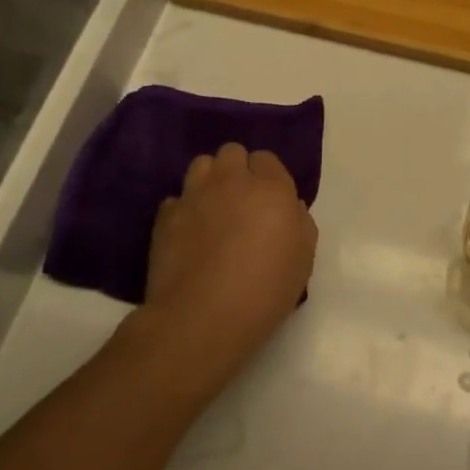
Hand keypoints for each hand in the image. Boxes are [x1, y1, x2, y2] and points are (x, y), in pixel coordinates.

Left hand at [135, 143, 317, 400]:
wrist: (203, 317)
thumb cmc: (266, 289)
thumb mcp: (304, 258)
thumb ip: (299, 222)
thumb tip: (289, 208)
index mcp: (271, 187)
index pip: (267, 159)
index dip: (269, 178)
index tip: (271, 203)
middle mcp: (231, 181)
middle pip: (232, 152)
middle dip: (238, 170)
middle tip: (243, 202)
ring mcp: (194, 196)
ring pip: (201, 165)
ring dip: (210, 180)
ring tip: (213, 209)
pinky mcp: (165, 217)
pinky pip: (176, 200)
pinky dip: (184, 210)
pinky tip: (190, 234)